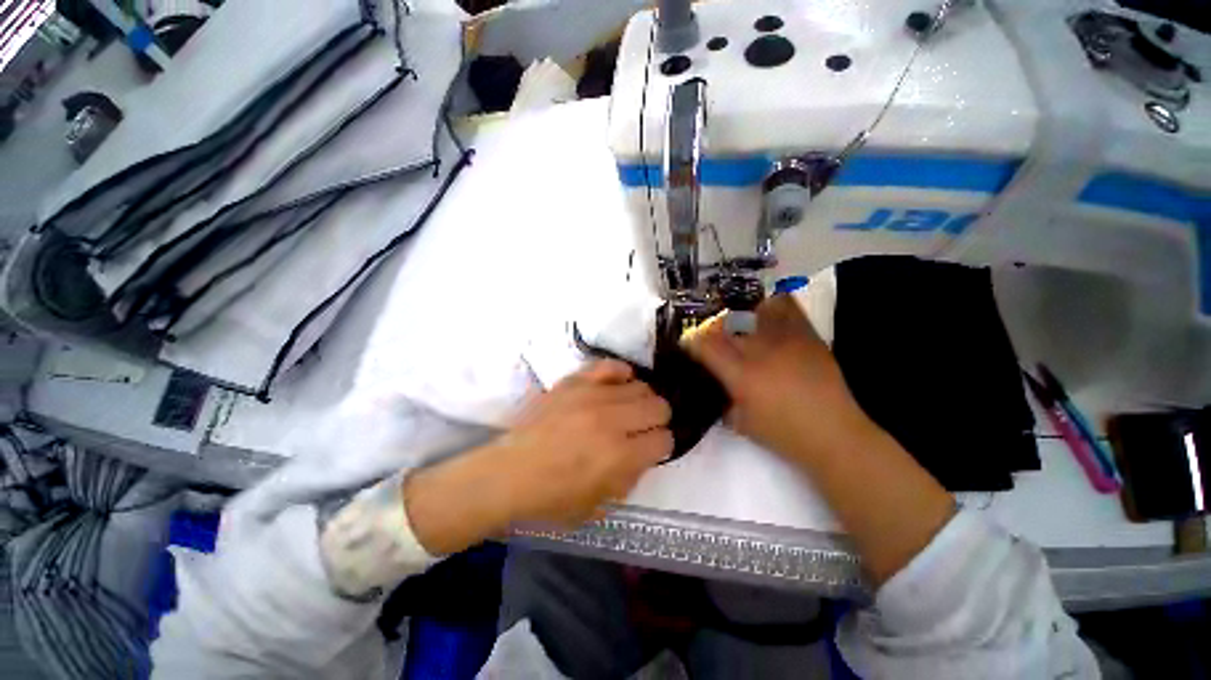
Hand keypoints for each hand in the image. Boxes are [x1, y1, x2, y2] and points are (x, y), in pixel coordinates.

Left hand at [405, 360, 671, 554]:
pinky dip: (620, 374)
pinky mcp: (575, 382)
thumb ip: (631, 477)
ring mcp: (593, 396)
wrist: (509, 473)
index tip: (653, 448)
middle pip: (659, 407)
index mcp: (620, 457)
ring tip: (628, 409)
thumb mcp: (600, 505)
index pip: (664, 440)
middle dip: (658, 419)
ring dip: (641, 400)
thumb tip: (644, 454)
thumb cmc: (553, 497)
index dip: (662, 446)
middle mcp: (612, 421)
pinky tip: (617, 386)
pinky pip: (609, 366)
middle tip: (644, 428)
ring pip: (641, 386)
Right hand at [683, 295, 874, 461]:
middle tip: (711, 339)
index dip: (691, 341)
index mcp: (741, 374)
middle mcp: (760, 350)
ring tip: (737, 326)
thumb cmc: (783, 435)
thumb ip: (721, 399)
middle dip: (711, 329)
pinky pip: (786, 306)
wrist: (835, 435)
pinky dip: (769, 306)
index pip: (704, 344)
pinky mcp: (807, 335)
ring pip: (752, 310)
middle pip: (724, 323)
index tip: (689, 345)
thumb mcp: (740, 423)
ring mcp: (785, 339)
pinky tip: (764, 316)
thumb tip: (713, 383)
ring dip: (737, 316)